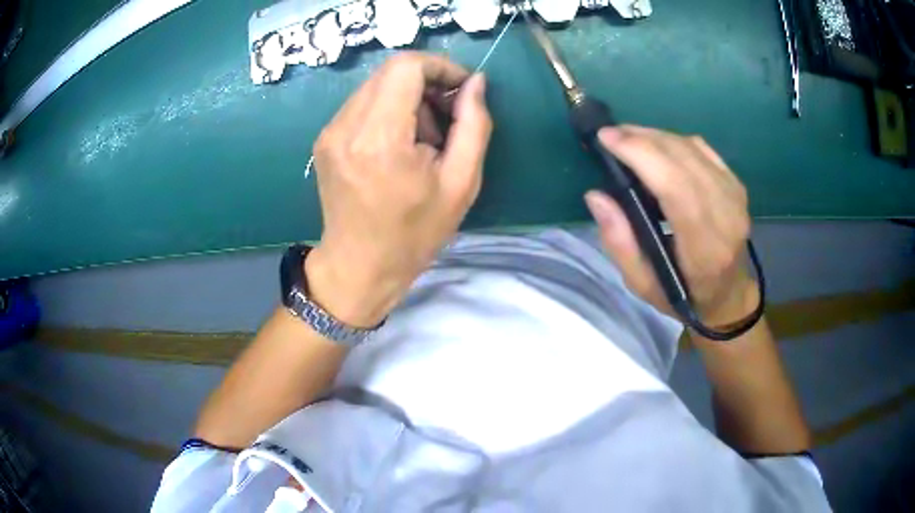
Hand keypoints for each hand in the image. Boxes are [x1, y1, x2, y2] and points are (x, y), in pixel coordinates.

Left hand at [306, 53, 492, 327]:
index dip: (440, 67)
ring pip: (376, 85)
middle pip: (390, 71)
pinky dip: (388, 110)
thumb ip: (474, 125)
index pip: (406, 67)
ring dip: (408, 97)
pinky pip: (362, 104)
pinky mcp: (324, 139)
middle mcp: (346, 127)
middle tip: (447, 119)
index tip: (461, 90)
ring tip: (424, 138)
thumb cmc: (414, 234)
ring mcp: (329, 132)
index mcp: (380, 139)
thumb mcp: (461, 184)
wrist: (359, 267)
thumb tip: (475, 83)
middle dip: (427, 83)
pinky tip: (399, 144)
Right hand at [584, 125, 757, 327]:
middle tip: (611, 135)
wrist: (727, 294)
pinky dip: (675, 141)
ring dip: (656, 136)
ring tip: (628, 138)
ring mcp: (735, 197)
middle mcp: (726, 216)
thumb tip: (596, 196)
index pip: (676, 187)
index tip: (607, 140)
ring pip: (692, 148)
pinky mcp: (736, 185)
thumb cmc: (683, 295)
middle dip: (642, 139)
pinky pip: (702, 148)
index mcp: (704, 248)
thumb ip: (620, 243)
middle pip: (683, 159)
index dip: (641, 155)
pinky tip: (658, 146)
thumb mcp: (642, 285)